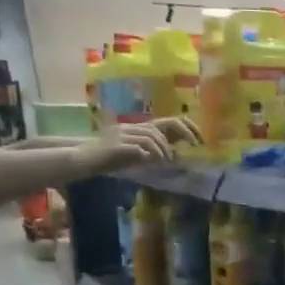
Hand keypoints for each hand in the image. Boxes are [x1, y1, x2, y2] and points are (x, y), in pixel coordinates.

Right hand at [82, 116, 198, 173]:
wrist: (85, 159)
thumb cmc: (110, 158)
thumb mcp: (136, 154)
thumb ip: (153, 151)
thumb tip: (175, 154)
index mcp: (139, 128)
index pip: (167, 122)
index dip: (185, 128)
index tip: (199, 141)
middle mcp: (132, 127)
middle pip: (160, 127)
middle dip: (181, 135)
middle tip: (193, 148)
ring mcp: (123, 135)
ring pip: (150, 137)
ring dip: (162, 150)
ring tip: (165, 161)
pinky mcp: (117, 146)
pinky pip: (137, 147)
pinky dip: (146, 155)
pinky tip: (149, 162)